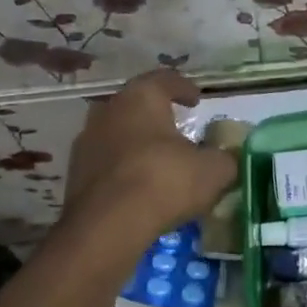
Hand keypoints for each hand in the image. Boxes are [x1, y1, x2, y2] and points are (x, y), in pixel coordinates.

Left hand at [61, 69, 236, 240]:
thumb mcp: (213, 170)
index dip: (184, 88)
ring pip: (118, 134)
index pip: (164, 80)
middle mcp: (108, 110)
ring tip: (159, 161)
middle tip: (178, 129)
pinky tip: (139, 187)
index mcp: (141, 98)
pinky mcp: (75, 174)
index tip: (196, 99)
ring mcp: (86, 142)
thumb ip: (227, 158)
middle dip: (157, 116)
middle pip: (136, 105)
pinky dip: (123, 169)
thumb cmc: (164, 181)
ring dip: (138, 143)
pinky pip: (107, 163)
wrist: (107, 226)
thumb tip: (231, 157)